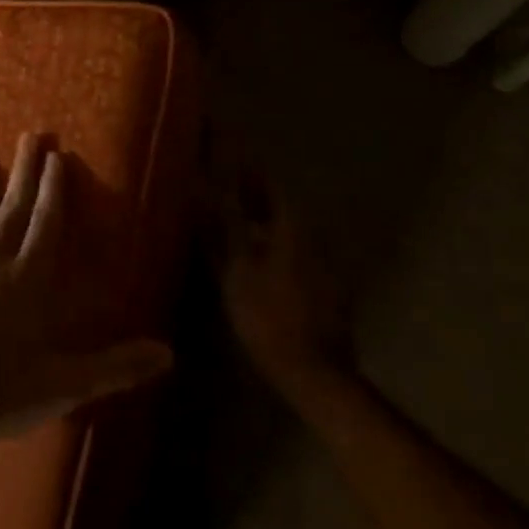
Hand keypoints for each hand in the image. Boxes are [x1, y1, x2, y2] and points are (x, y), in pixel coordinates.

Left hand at [0, 134, 172, 438]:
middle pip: (12, 207)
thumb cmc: (0, 388)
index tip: (57, 154)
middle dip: (23, 170)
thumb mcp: (66, 385)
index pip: (46, 222)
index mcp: (30, 278)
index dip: (55, 188)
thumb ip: (115, 367)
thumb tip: (168, 353)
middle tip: (29, 135)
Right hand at [220, 171, 353, 404]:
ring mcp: (322, 263)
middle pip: (280, 204)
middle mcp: (312, 237)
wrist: (313, 372)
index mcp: (292, 228)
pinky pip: (293, 250)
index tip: (223, 156)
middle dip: (252, 192)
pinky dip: (271, 243)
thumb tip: (205, 188)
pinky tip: (251, 254)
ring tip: (230, 217)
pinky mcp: (323, 286)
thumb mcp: (236, 270)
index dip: (246, 168)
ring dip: (261, 218)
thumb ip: (223, 226)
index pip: (269, 183)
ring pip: (286, 228)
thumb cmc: (267, 317)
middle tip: (221, 184)